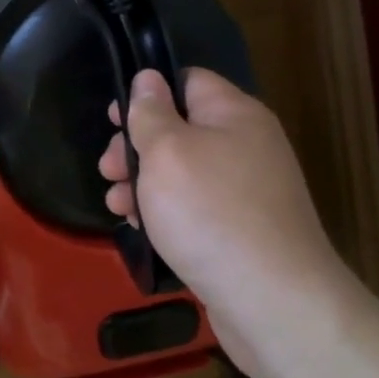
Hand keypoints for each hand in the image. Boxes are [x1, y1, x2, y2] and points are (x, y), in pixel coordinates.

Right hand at [99, 68, 358, 375]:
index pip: (187, 81)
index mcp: (235, 115)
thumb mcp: (167, 152)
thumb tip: (148, 78)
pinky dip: (165, 213)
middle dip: (136, 147)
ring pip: (182, 173)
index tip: (113, 120)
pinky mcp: (241, 230)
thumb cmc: (210, 213)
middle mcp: (246, 146)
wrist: (270, 299)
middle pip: (180, 129)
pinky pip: (194, 208)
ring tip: (116, 205)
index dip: (147, 94)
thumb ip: (151, 113)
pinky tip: (141, 229)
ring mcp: (246, 191)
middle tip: (108, 170)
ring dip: (143, 184)